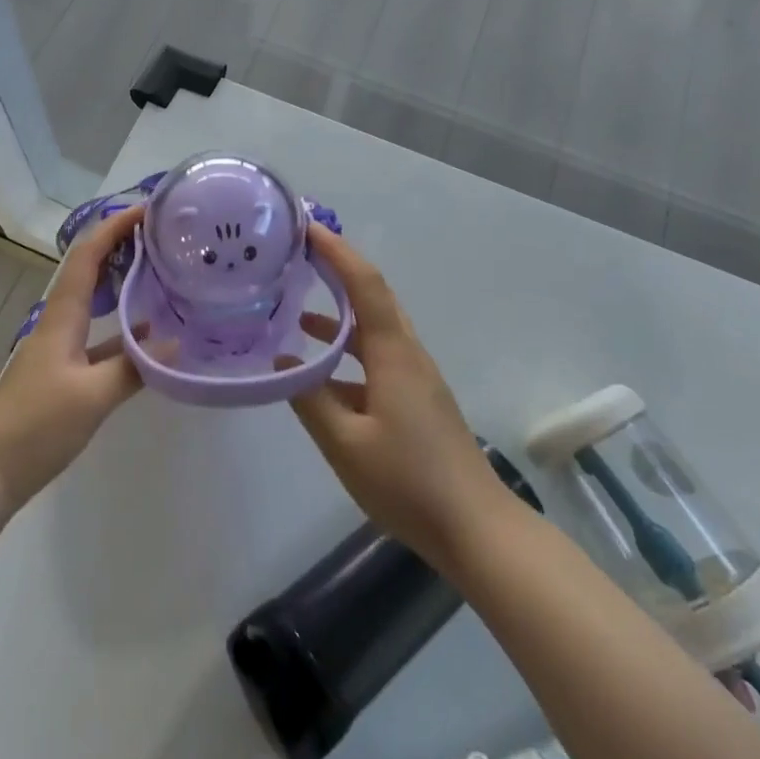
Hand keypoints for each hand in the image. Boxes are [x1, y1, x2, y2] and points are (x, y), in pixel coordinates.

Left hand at [0, 203, 145, 508]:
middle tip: (159, 233)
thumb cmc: (36, 426)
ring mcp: (59, 345)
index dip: (114, 227)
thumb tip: (176, 343)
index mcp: (62, 316)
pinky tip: (148, 333)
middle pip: (89, 269)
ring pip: (94, 299)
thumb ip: (135, 368)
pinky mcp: (63, 370)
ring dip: (121, 279)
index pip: (88, 256)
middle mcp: (59, 321)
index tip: (147, 209)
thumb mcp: (92, 397)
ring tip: (158, 268)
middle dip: (120, 243)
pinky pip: (97, 333)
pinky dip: (122, 325)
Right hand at [287, 226, 503, 570]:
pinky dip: (347, 348)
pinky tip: (320, 372)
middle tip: (298, 254)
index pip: (364, 284)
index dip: (336, 251)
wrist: (477, 529)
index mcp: (393, 353)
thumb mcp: (346, 444)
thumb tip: (282, 363)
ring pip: (374, 327)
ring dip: (340, 311)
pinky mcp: (416, 399)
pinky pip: (377, 356)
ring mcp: (415, 377)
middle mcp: (407, 353)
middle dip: (337, 268)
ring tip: (296, 308)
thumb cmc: (409, 482)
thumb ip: (310, 399)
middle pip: (372, 295)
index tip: (305, 229)